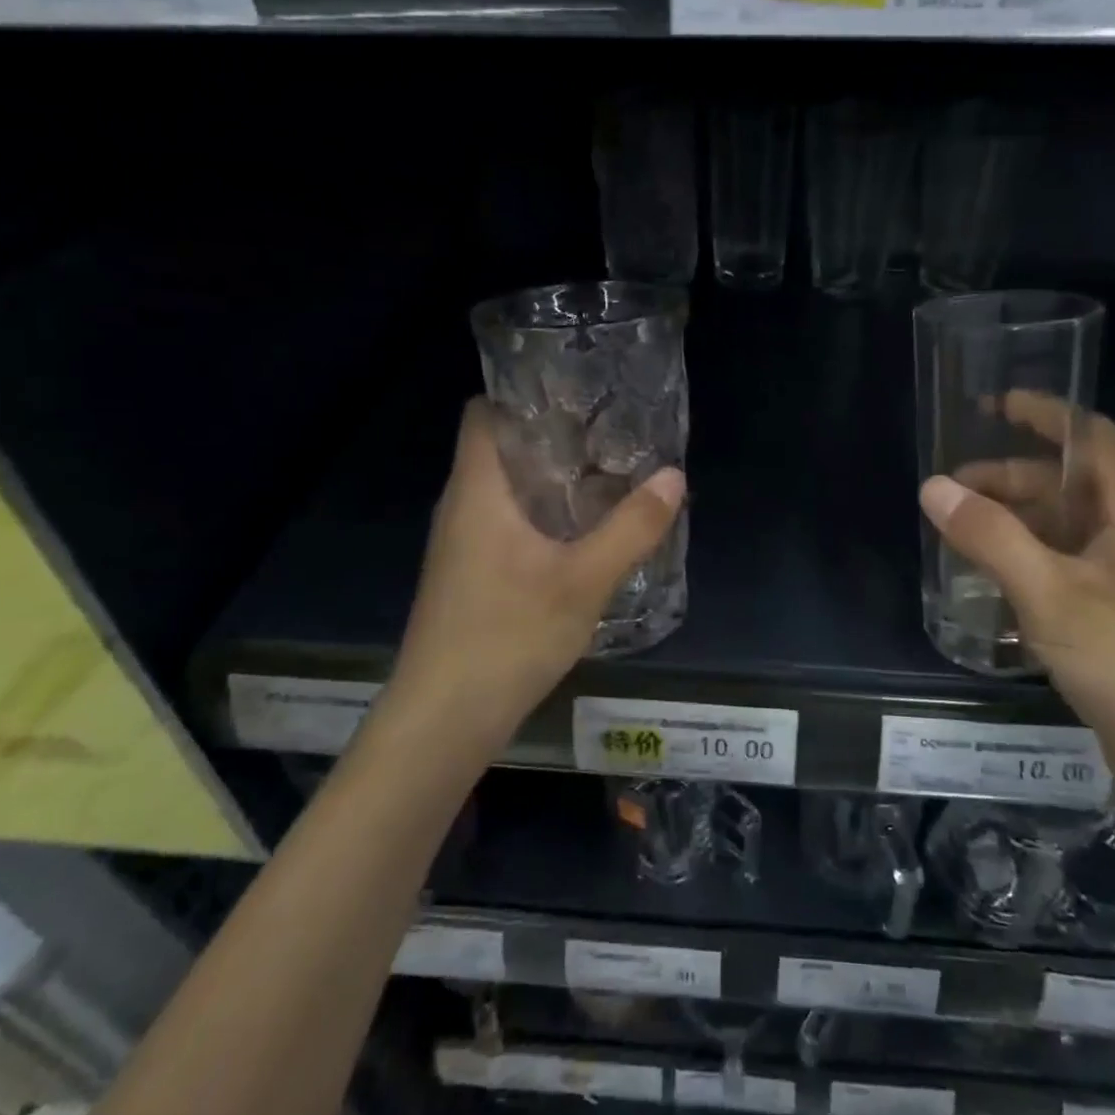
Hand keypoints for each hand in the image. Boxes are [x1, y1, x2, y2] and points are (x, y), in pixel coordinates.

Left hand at [381, 398, 684, 744]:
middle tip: (608, 432)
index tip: (576, 392)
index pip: (483, 412)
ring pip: (504, 489)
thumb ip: (632, 528)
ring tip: (604, 475)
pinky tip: (578, 534)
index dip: (523, 393)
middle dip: (551, 436)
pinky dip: (539, 515)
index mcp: (478, 489)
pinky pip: (503, 522)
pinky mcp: (466, 574)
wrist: (441, 721)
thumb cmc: (507, 636)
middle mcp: (461, 506)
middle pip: (499, 447)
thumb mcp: (584, 581)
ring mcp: (460, 543)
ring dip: (548, 479)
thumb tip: (673, 476)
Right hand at [919, 403, 1114, 818]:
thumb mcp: (1050, 594)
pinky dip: (1021, 561)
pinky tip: (986, 580)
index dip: (1046, 413)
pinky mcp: (1112, 619)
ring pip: (1059, 530)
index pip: (1091, 438)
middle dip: (1008, 479)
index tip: (994, 406)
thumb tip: (934, 488)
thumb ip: (990, 537)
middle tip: (949, 492)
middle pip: (1065, 486)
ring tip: (956, 532)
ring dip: (1010, 523)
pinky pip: (1058, 569)